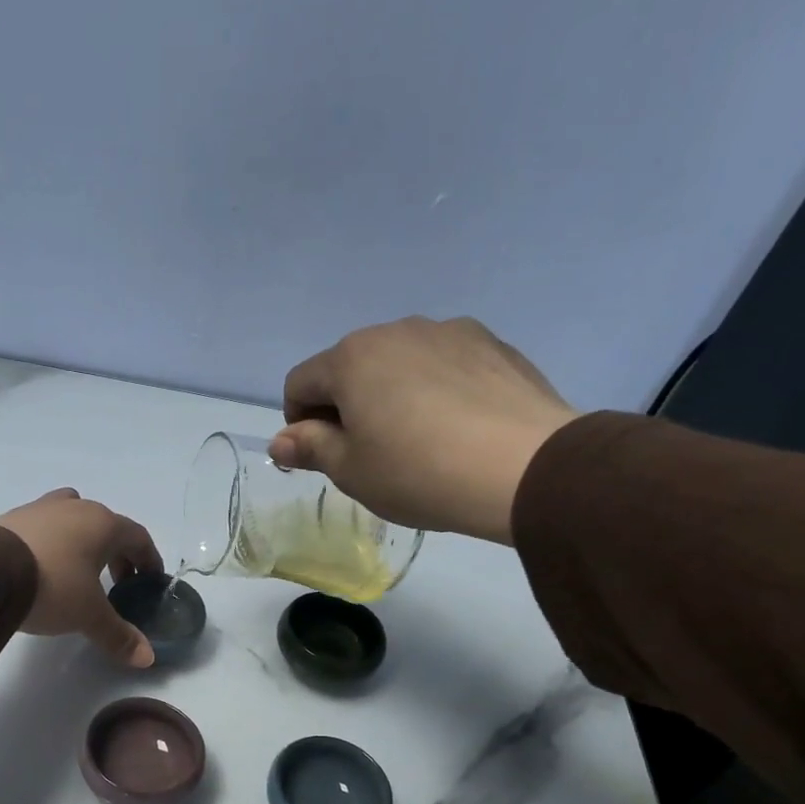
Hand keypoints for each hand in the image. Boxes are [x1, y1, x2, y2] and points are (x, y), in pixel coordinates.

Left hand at [0, 489, 162, 666]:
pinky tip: (43, 567)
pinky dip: (53, 543)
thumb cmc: (53, 586)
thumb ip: (119, 635)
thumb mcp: (89, 615)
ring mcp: (41, 508)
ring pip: (73, 518)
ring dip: (83, 542)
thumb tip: (147, 658)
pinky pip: (44, 526)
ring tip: (79, 571)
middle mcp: (75, 508)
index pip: (138, 537)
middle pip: (107, 526)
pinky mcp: (12, 517)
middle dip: (117, 553)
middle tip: (118, 583)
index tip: (150, 580)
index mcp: (103, 524)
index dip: (149, 559)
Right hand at [272, 317, 577, 543]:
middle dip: (345, 406)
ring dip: (390, 395)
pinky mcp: (492, 344)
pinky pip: (443, 365)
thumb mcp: (350, 470)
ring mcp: (450, 332)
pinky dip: (434, 390)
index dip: (298, 423)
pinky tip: (455, 428)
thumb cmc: (417, 472)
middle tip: (367, 454)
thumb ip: (310, 448)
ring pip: (398, 363)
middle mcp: (396, 331)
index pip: (300, 383)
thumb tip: (280, 440)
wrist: (524, 468)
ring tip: (416, 441)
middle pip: (350, 367)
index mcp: (351, 358)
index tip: (320, 457)